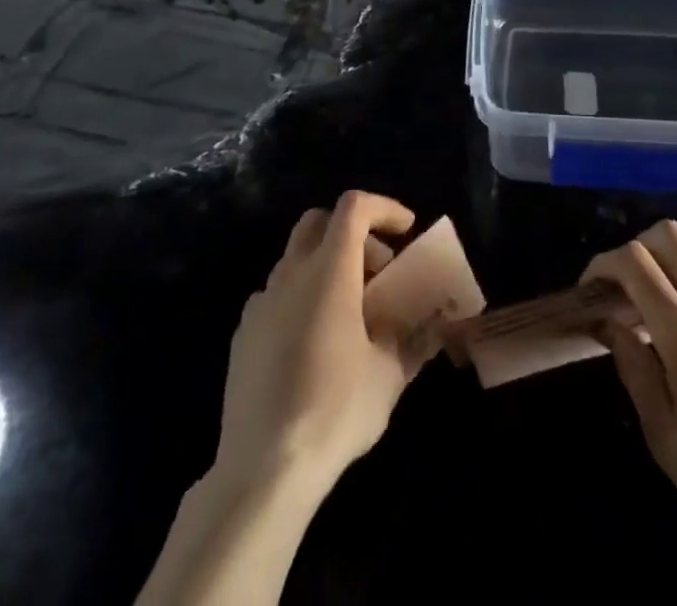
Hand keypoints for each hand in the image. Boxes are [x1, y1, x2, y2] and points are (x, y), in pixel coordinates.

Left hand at [214, 191, 421, 496]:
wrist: (262, 470)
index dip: (384, 208)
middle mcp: (291, 274)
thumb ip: (412, 339)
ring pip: (296, 257)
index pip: (354, 207)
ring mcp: (261, 302)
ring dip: (327, 265)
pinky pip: (277, 294)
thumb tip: (433, 326)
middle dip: (354, 233)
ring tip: (351, 311)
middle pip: (319, 221)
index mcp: (329, 271)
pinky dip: (302, 296)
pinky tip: (315, 341)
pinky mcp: (243, 334)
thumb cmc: (335, 410)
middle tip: (379, 270)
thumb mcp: (389, 376)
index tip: (407, 230)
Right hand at [583, 222, 676, 571]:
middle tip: (624, 286)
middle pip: (669, 235)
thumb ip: (633, 368)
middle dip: (636, 247)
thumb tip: (610, 324)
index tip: (590, 289)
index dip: (603, 263)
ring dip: (671, 253)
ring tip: (658, 292)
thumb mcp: (663, 435)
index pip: (634, 261)